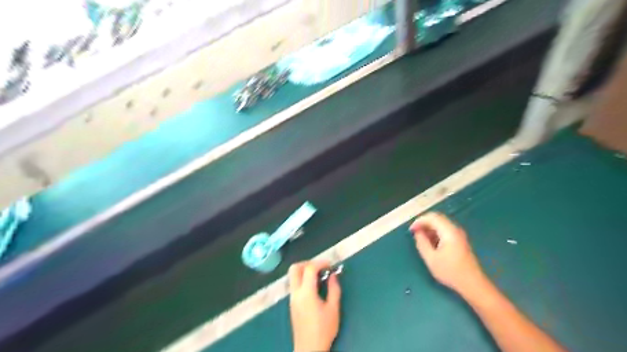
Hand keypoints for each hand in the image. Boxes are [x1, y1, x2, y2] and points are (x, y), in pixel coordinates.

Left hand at [290, 259, 341, 349]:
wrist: (309, 349)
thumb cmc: (323, 330)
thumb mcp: (333, 309)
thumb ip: (334, 289)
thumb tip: (333, 275)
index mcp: (306, 293)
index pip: (309, 269)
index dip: (320, 262)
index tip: (330, 265)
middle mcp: (296, 293)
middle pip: (294, 268)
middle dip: (307, 263)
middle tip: (320, 267)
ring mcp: (292, 298)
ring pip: (293, 276)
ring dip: (304, 271)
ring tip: (319, 276)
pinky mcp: (292, 303)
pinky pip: (295, 284)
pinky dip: (303, 279)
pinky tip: (314, 287)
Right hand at [409, 212, 485, 293]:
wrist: (473, 284)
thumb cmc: (450, 272)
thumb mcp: (431, 259)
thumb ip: (422, 243)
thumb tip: (417, 232)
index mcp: (449, 232)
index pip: (432, 217)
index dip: (419, 221)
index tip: (411, 230)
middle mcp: (455, 230)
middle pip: (437, 218)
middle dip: (424, 223)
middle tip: (414, 232)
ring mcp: (459, 235)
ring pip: (441, 224)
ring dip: (429, 228)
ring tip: (421, 238)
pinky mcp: (460, 240)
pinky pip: (445, 230)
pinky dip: (435, 233)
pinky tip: (431, 243)